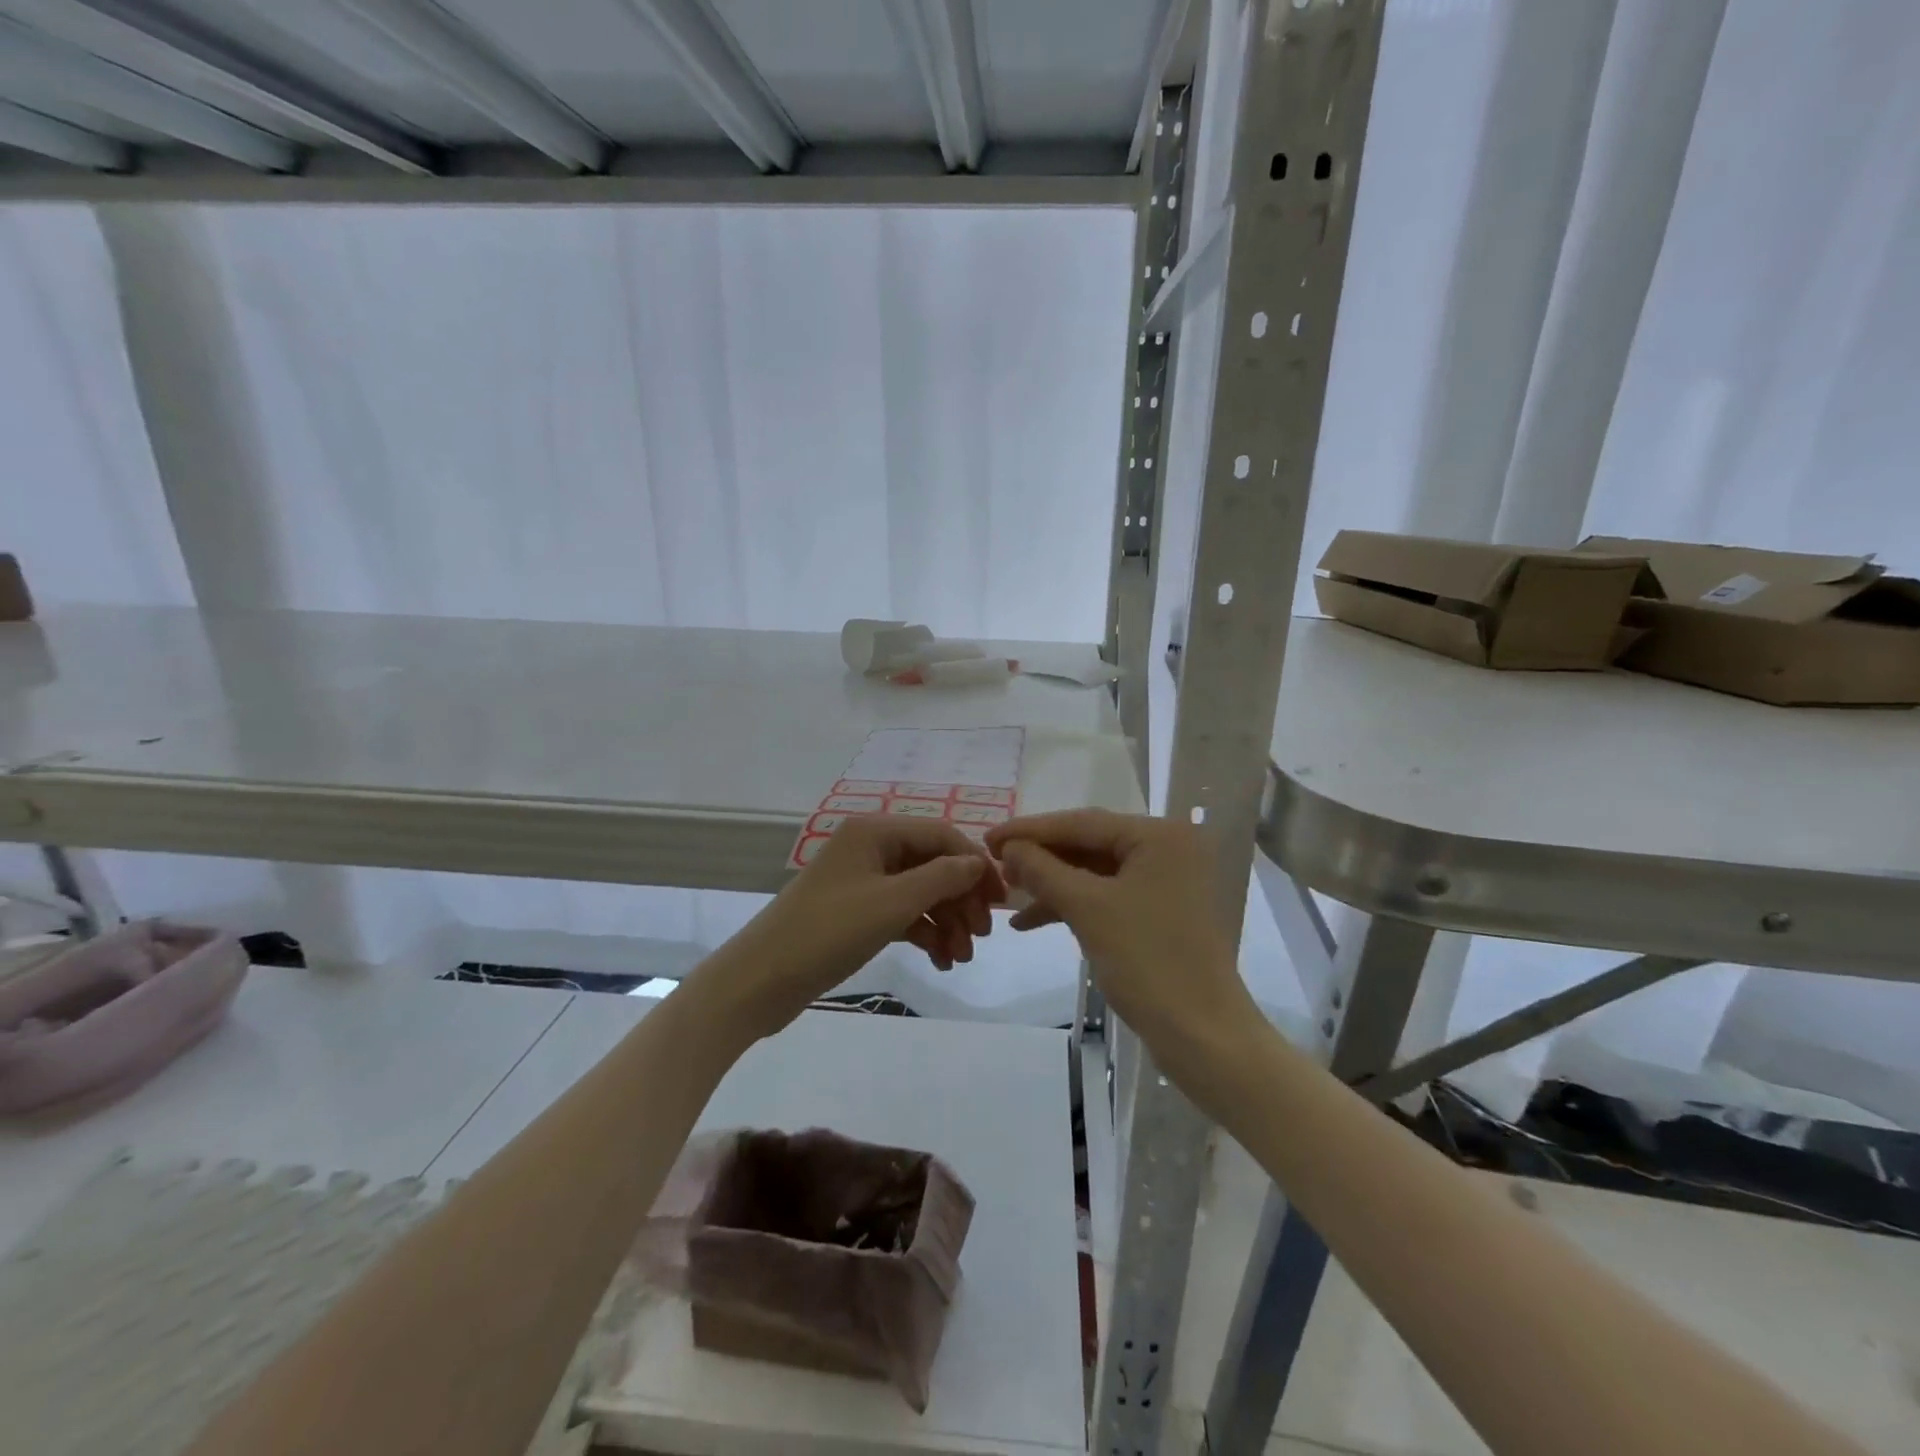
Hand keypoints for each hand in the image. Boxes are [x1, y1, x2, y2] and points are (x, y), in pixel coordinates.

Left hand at [723, 816, 1003, 1035]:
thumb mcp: (891, 903)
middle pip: (933, 864)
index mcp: (875, 831)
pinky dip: (924, 933)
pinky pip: (902, 913)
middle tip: (980, 938)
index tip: (1001, 901)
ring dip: (946, 921)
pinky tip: (940, 961)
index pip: (942, 835)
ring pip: (920, 892)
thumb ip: (942, 878)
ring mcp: (862, 881)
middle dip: (961, 899)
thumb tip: (979, 862)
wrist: (760, 981)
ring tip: (960, 959)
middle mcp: (870, 848)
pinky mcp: (857, 912)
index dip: (975, 864)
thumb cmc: (827, 932)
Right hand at [986, 810, 1256, 1063]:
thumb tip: (1009, 847)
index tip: (988, 837)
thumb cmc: (1148, 962)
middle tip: (995, 864)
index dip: (1030, 830)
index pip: (1083, 823)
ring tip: (1009, 894)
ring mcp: (1166, 882)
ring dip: (1052, 884)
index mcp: (1160, 836)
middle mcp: (1167, 849)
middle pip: (1089, 844)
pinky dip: (1072, 906)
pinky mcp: (1160, 912)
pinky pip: (1107, 896)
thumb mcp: (1088, 909)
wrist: (1203, 1036)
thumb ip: (1044, 870)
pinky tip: (1032, 921)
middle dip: (1041, 858)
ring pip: (1095, 872)